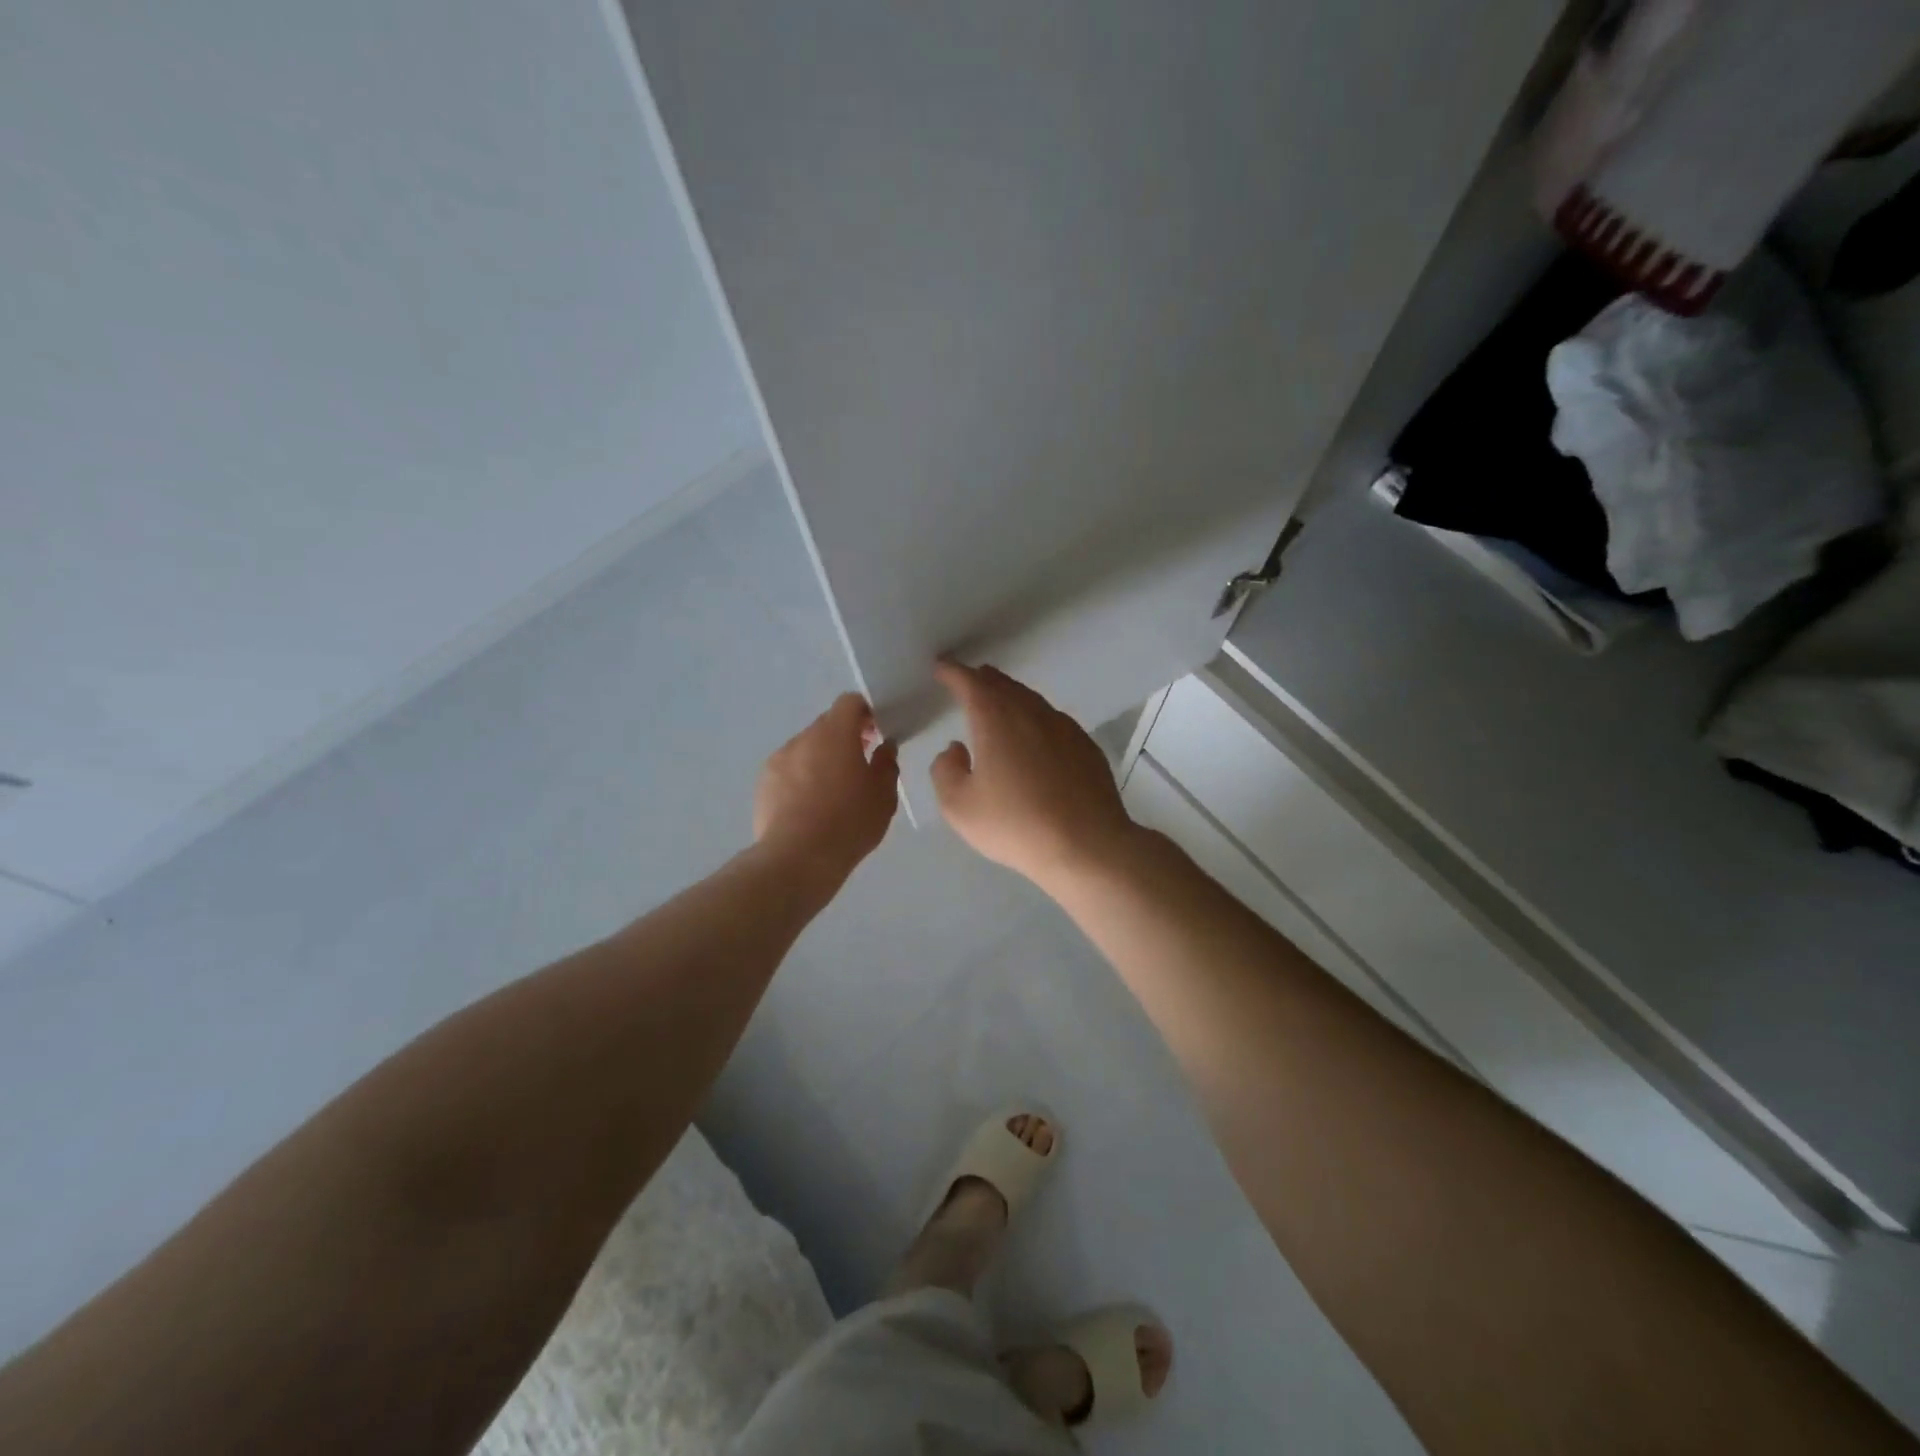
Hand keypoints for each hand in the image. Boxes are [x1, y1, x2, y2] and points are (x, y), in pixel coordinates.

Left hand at [754, 694, 898, 880]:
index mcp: (835, 734)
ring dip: (822, 757)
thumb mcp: (884, 796)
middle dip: (845, 736)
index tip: (876, 734)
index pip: (850, 702)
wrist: (797, 858)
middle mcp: (803, 738)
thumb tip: (885, 746)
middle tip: (860, 764)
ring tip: (833, 791)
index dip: (865, 713)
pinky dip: (801, 777)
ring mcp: (779, 760)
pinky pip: (788, 769)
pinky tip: (810, 807)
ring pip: (806, 747)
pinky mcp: (764, 783)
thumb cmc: (849, 823)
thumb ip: (887, 764)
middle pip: (827, 724)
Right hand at [930, 662, 1140, 891]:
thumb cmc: (1015, 825)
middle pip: (1003, 685)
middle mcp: (1031, 712)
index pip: (970, 682)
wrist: (1087, 844)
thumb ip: (946, 771)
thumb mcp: (959, 807)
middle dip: (982, 680)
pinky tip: (1035, 738)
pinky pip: (1053, 721)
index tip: (942, 667)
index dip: (952, 672)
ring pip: (1031, 700)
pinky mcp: (1086, 746)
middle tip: (968, 681)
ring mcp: (1064, 727)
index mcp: (996, 719)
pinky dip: (1035, 719)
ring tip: (999, 705)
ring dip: (1011, 697)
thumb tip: (955, 749)